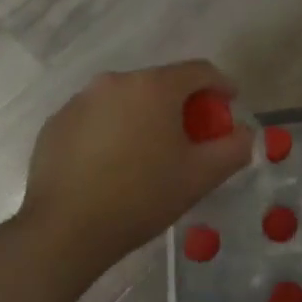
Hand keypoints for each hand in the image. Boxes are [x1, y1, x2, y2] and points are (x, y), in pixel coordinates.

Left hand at [21, 61, 252, 271]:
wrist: (64, 230)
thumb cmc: (141, 197)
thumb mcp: (200, 176)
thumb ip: (233, 148)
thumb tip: (245, 134)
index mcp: (154, 86)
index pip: (200, 71)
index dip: (221, 86)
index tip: (229, 107)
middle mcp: (115, 81)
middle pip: (161, 84)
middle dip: (181, 105)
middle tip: (190, 138)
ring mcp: (80, 100)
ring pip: (127, 100)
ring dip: (145, 116)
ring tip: (149, 154)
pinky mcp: (56, 123)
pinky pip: (97, 117)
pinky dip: (112, 130)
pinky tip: (112, 165)